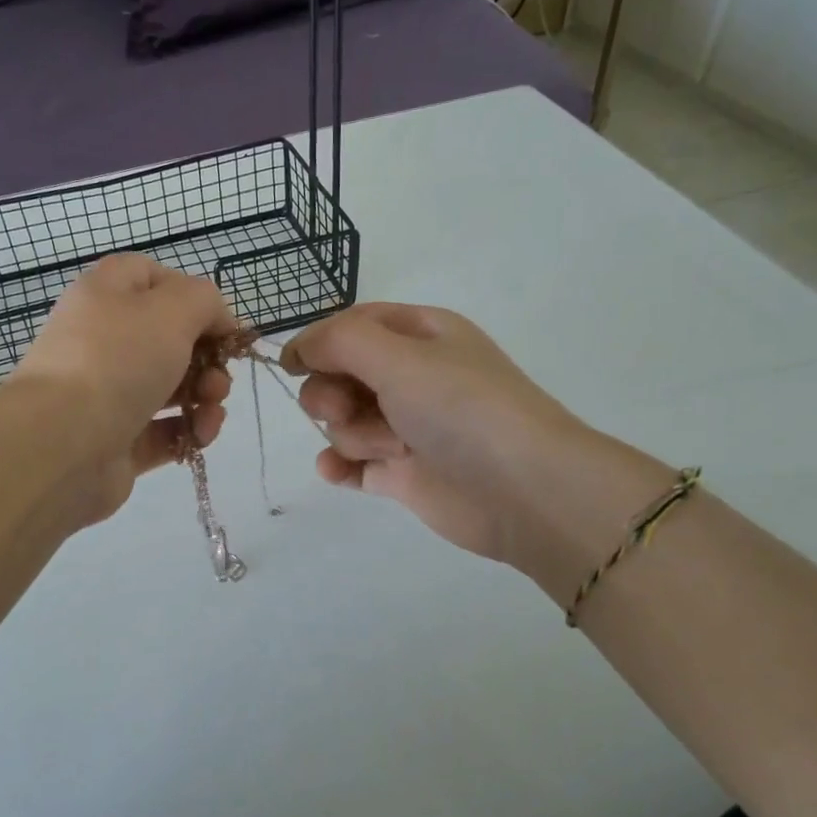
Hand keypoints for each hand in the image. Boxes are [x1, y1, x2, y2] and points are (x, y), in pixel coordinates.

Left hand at [10, 255, 236, 521]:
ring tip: (211, 413)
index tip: (224, 327)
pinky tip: (200, 437)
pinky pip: (162, 430)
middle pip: (169, 338)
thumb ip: (205, 301)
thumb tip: (217, 321)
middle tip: (221, 378)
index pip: (152, 277)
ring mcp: (107, 394)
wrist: (62, 444)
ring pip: (170, 387)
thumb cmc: (117, 361)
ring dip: (205, 397)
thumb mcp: (172, 310)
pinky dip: (188, 432)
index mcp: (106, 296)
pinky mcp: (116, 440)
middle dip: (208, 358)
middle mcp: (103, 341)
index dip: (193, 296)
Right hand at [283, 303, 660, 575]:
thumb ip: (339, 342)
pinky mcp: (404, 472)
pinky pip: (352, 463)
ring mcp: (408, 427)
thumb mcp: (400, 357)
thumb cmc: (462, 408)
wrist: (524, 490)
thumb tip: (299, 350)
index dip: (319, 343)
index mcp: (421, 335)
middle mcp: (413, 377)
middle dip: (333, 393)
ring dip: (354, 434)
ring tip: (391, 448)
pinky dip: (340, 466)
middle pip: (341, 375)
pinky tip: (336, 472)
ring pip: (344, 422)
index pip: (353, 326)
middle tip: (347, 407)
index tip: (292, 365)